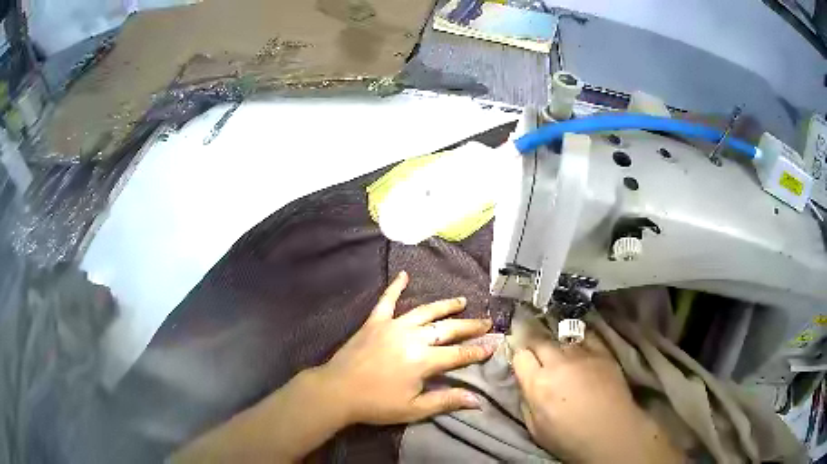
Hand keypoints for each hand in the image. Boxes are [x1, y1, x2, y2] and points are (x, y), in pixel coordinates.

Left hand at [314, 271, 494, 424]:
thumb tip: (477, 400)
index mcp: (423, 360)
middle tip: (486, 321)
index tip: (495, 343)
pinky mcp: (374, 322)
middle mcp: (412, 337)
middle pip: (447, 328)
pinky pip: (387, 300)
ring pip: (425, 311)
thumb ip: (447, 401)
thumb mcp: (414, 409)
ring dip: (445, 305)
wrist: (337, 391)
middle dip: (469, 326)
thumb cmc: (377, 404)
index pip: (459, 353)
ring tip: (462, 301)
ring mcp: (392, 326)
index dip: (478, 349)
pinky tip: (404, 275)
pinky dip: (395, 286)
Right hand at [513, 333, 680, 463]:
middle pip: (539, 340)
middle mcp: (558, 363)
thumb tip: (526, 386)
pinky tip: (579, 346)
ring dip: (557, 344)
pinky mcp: (603, 352)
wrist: (611, 433)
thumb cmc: (569, 438)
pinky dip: (580, 339)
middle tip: (535, 351)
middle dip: (534, 344)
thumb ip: (527, 403)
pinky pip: (587, 336)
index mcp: (538, 383)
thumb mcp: (535, 428)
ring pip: (562, 337)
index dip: (519, 358)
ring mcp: (583, 354)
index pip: (520, 355)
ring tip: (559, 352)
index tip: (522, 363)